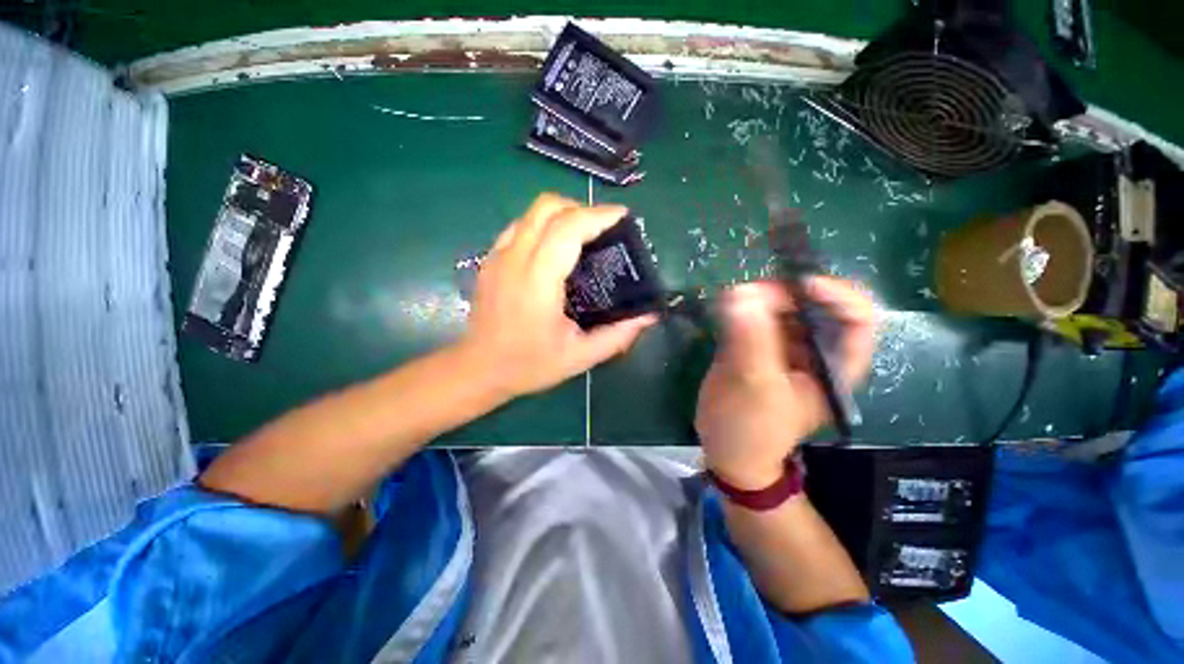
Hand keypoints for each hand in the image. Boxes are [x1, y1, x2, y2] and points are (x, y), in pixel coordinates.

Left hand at [458, 193, 656, 398]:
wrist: (479, 369)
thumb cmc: (529, 365)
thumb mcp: (579, 357)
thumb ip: (617, 335)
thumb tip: (648, 316)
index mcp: (538, 282)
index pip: (567, 229)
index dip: (598, 215)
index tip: (622, 216)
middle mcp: (515, 259)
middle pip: (548, 207)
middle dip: (581, 209)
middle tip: (603, 229)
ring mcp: (498, 256)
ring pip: (532, 212)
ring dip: (562, 214)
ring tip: (583, 236)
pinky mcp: (490, 259)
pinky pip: (520, 225)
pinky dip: (543, 225)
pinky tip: (554, 248)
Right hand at [695, 278, 876, 489]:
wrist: (729, 451)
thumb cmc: (752, 428)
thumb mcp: (755, 386)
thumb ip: (751, 340)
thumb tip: (741, 294)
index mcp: (834, 366)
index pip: (855, 317)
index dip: (834, 294)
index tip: (798, 284)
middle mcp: (813, 352)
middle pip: (812, 306)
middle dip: (784, 293)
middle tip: (750, 292)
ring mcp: (782, 349)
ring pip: (780, 309)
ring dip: (758, 299)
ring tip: (733, 299)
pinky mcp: (755, 348)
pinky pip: (754, 319)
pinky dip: (741, 309)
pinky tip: (725, 308)